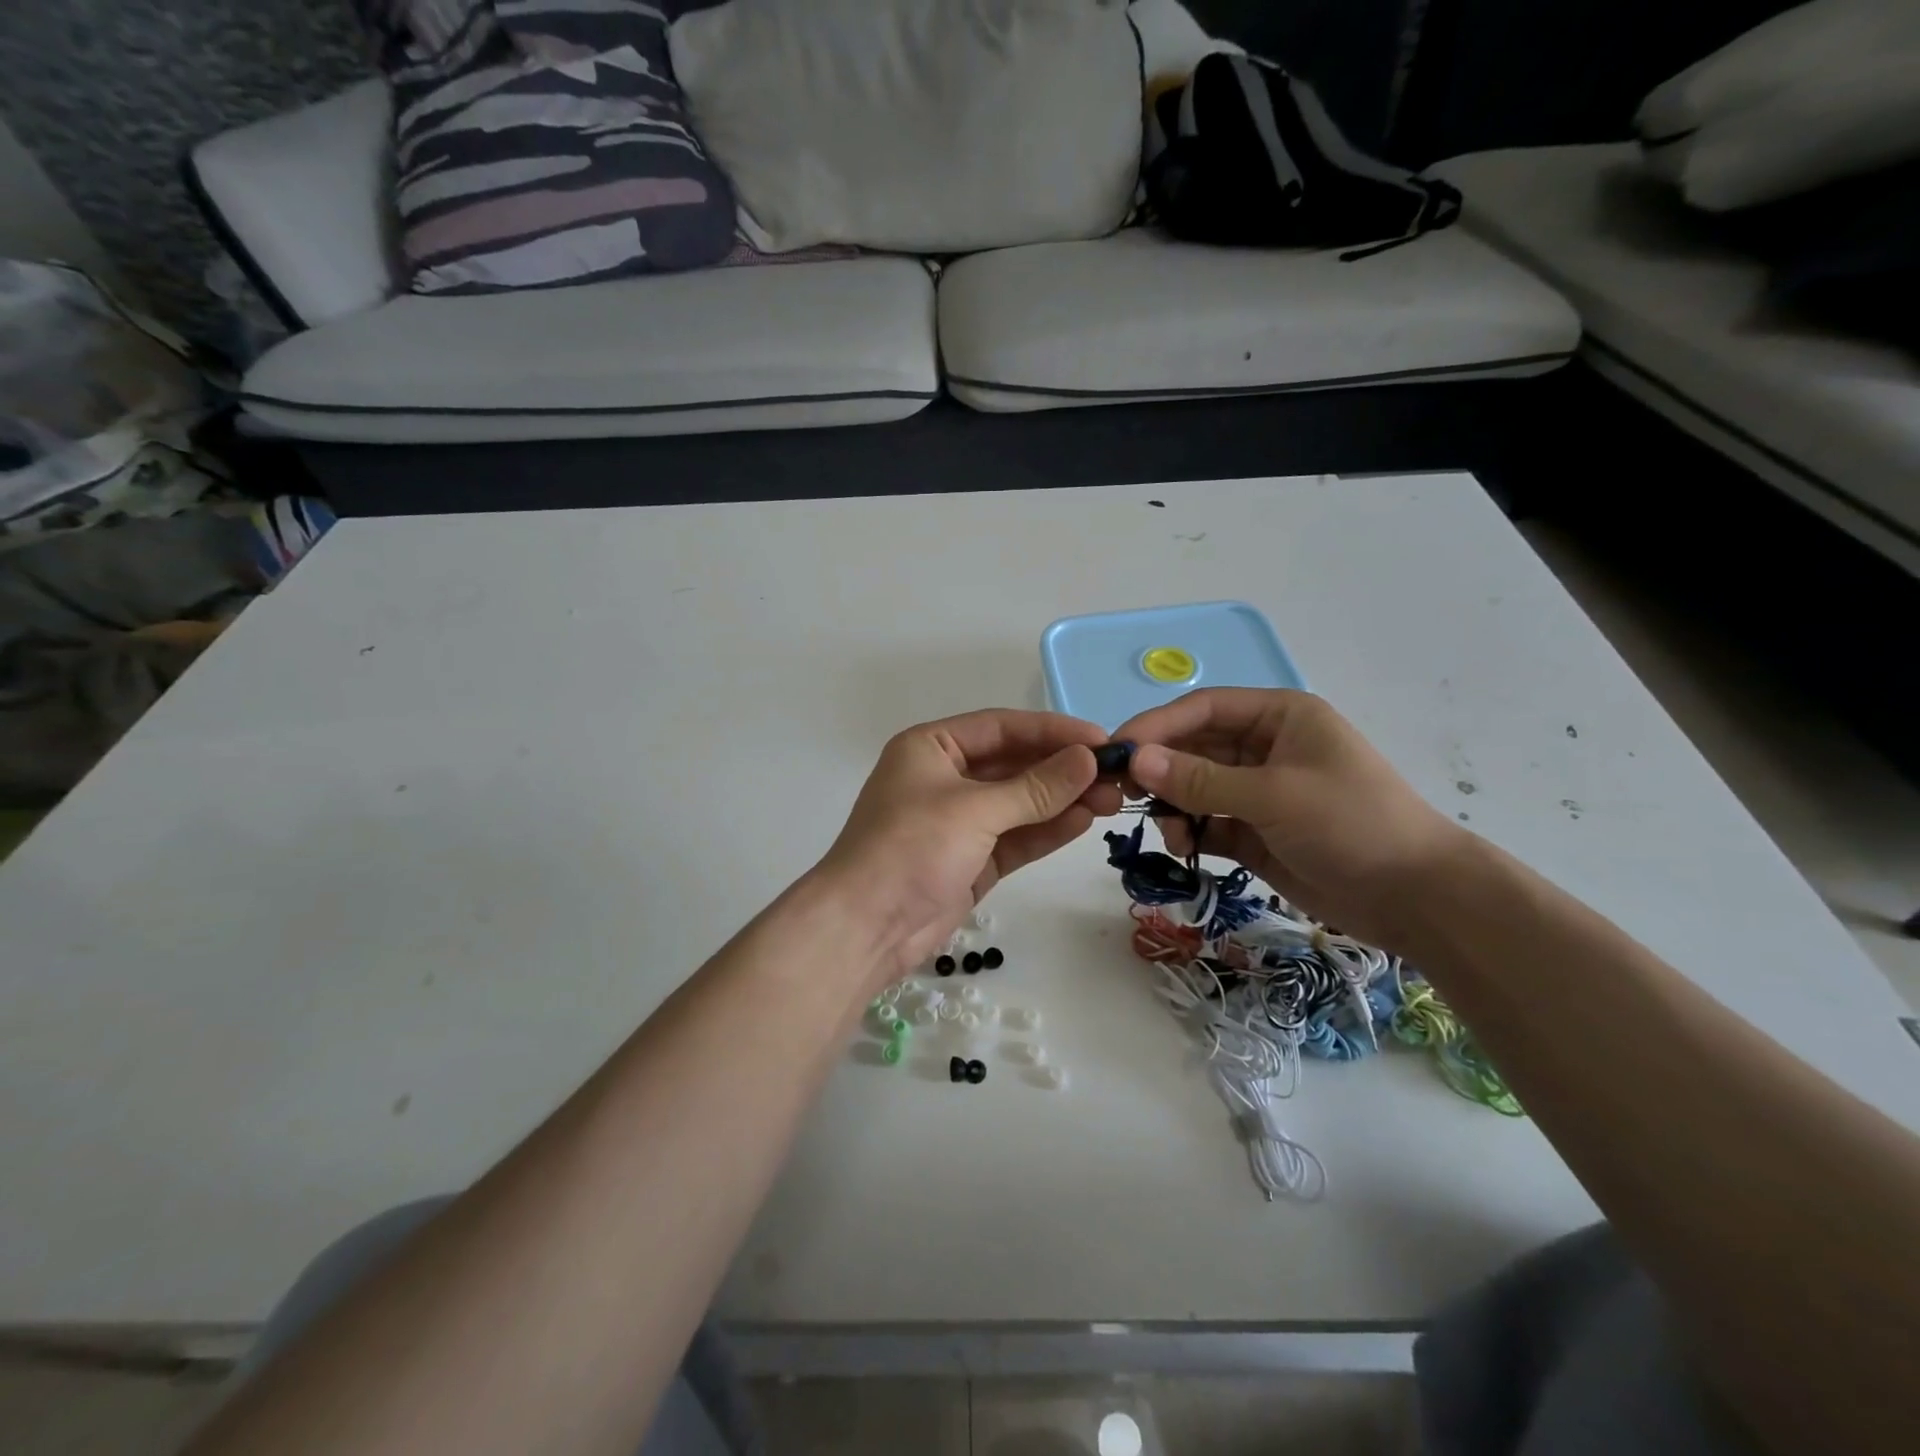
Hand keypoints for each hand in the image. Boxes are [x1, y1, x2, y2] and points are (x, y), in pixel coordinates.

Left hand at [816, 710, 1123, 980]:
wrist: (865, 927)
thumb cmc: (911, 848)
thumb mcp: (975, 810)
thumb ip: (1035, 787)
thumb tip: (1088, 759)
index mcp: (932, 748)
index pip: (1002, 728)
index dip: (1052, 730)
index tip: (1100, 738)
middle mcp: (945, 778)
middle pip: (1014, 765)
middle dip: (1062, 769)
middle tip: (1116, 774)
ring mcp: (959, 822)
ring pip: (1019, 803)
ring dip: (1062, 800)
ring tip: (1113, 799)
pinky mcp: (971, 860)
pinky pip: (1015, 837)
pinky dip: (1046, 830)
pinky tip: (1084, 822)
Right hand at [1114, 689, 1466, 949]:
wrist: (1415, 898)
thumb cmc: (1351, 824)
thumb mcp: (1274, 795)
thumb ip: (1201, 779)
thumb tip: (1135, 760)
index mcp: (1278, 717)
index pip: (1202, 708)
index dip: (1156, 725)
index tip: (1116, 750)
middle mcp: (1264, 747)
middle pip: (1193, 747)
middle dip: (1159, 769)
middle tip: (1120, 794)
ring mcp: (1257, 791)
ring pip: (1195, 787)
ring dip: (1174, 806)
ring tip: (1170, 834)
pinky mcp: (1254, 831)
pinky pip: (1206, 822)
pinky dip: (1189, 832)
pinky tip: (1183, 847)